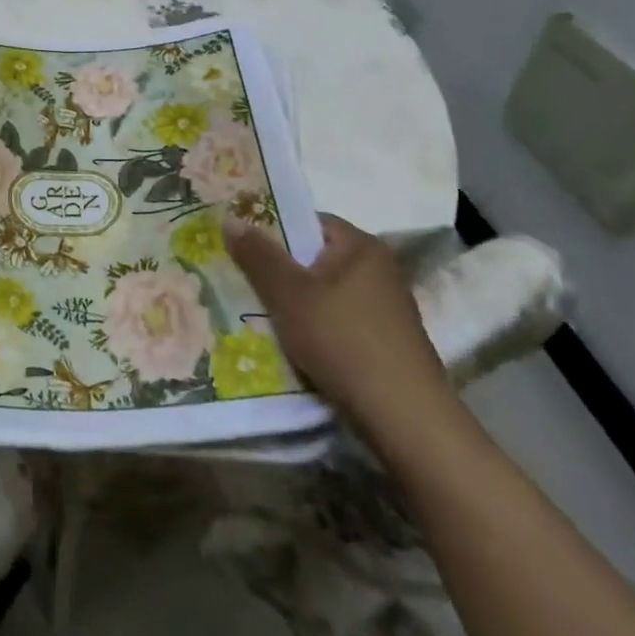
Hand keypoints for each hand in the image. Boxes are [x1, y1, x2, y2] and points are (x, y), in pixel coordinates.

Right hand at [224, 213, 452, 438]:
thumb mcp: (289, 295)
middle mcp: (378, 270)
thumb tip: (230, 218)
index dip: (271, 229)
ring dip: (292, 302)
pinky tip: (288, 342)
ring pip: (322, 293)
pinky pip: (335, 321)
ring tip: (254, 310)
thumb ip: (258, 256)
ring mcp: (384, 308)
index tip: (238, 243)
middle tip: (237, 277)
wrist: (404, 418)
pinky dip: (311, 327)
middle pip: (314, 259)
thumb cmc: (343, 340)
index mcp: (361, 247)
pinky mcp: (383, 342)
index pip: (308, 222)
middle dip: (277, 270)